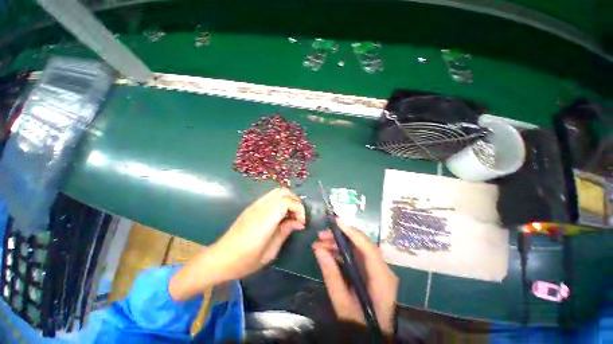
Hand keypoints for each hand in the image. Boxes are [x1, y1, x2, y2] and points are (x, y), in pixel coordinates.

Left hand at [212, 187, 305, 277]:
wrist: (219, 259)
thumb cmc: (245, 261)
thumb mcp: (269, 252)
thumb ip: (285, 232)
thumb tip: (299, 223)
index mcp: (264, 220)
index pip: (286, 201)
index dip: (298, 209)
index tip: (301, 222)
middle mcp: (260, 208)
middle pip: (283, 191)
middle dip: (295, 201)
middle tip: (298, 216)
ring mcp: (254, 205)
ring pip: (277, 191)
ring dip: (288, 199)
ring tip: (291, 214)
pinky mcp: (251, 207)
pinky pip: (270, 197)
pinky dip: (280, 200)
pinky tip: (280, 214)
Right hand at [312, 221, 398, 333]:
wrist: (373, 338)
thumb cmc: (360, 325)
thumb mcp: (342, 304)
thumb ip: (331, 276)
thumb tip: (318, 249)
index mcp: (382, 279)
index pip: (368, 249)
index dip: (352, 232)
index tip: (336, 221)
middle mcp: (382, 270)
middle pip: (361, 245)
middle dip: (340, 237)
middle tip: (320, 236)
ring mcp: (377, 270)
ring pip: (357, 249)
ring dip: (338, 244)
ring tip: (319, 245)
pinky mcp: (371, 272)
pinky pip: (355, 256)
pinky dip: (341, 252)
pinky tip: (327, 253)